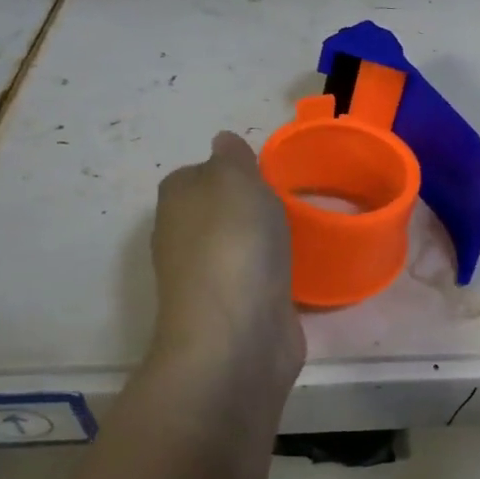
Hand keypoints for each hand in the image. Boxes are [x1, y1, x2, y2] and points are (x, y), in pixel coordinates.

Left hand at [151, 132, 304, 402]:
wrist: (236, 336)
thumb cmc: (235, 245)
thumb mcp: (236, 180)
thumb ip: (232, 158)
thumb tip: (222, 142)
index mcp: (178, 201)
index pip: (201, 173)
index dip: (233, 170)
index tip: (268, 173)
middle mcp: (184, 237)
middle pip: (220, 210)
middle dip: (250, 206)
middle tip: (291, 200)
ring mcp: (208, 277)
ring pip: (238, 245)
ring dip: (262, 240)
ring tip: (300, 232)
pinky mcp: (235, 309)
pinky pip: (256, 277)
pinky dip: (273, 273)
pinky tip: (297, 270)